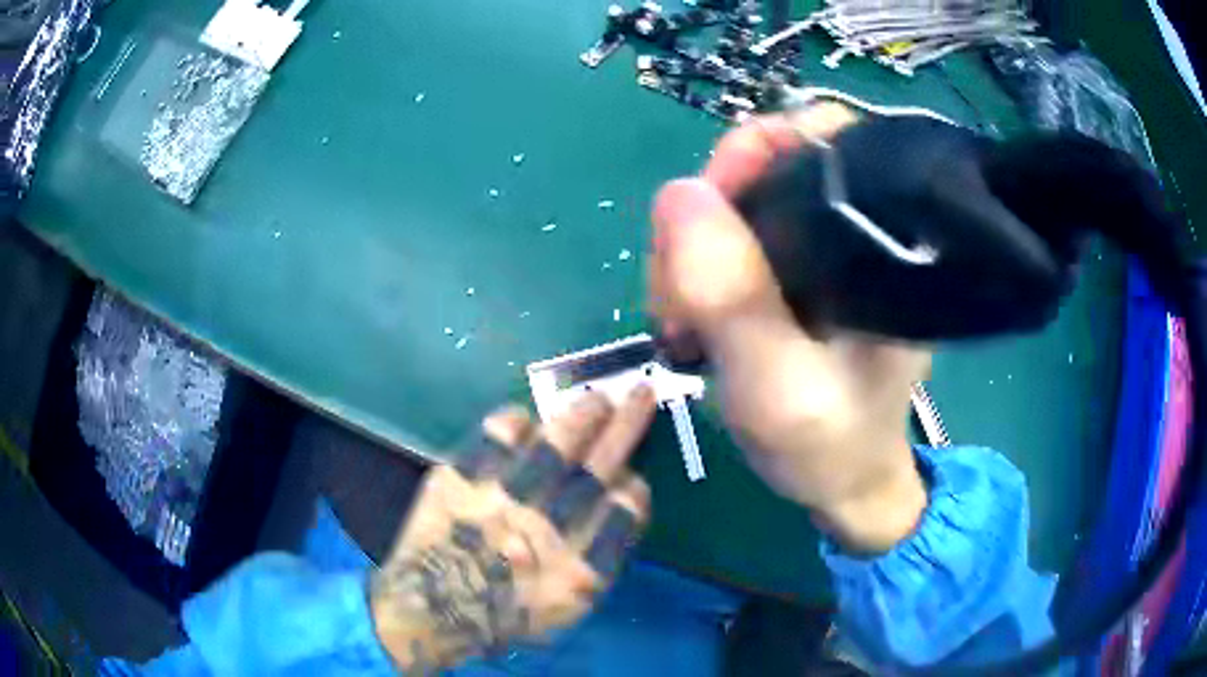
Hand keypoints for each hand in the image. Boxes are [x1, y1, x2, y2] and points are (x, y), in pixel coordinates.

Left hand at [369, 389, 654, 672]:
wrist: (434, 607)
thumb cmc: (507, 612)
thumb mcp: (568, 607)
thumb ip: (598, 560)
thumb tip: (616, 503)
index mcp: (578, 568)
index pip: (624, 512)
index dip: (633, 488)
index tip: (631, 478)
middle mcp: (546, 530)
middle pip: (597, 468)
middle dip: (624, 428)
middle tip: (639, 394)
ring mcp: (502, 502)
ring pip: (553, 447)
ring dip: (579, 418)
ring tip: (596, 398)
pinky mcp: (462, 481)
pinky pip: (494, 439)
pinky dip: (512, 423)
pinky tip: (525, 417)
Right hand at [648, 104, 928, 553]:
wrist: (843, 484)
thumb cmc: (829, 447)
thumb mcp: (778, 387)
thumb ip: (734, 296)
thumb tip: (679, 191)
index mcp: (885, 243)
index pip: (826, 139)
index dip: (756, 152)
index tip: (701, 209)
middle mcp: (862, 231)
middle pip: (771, 168)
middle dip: (707, 218)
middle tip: (676, 296)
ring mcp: (829, 250)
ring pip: (742, 205)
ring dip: (692, 252)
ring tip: (679, 321)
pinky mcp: (803, 272)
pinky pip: (736, 239)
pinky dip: (699, 269)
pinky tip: (691, 316)